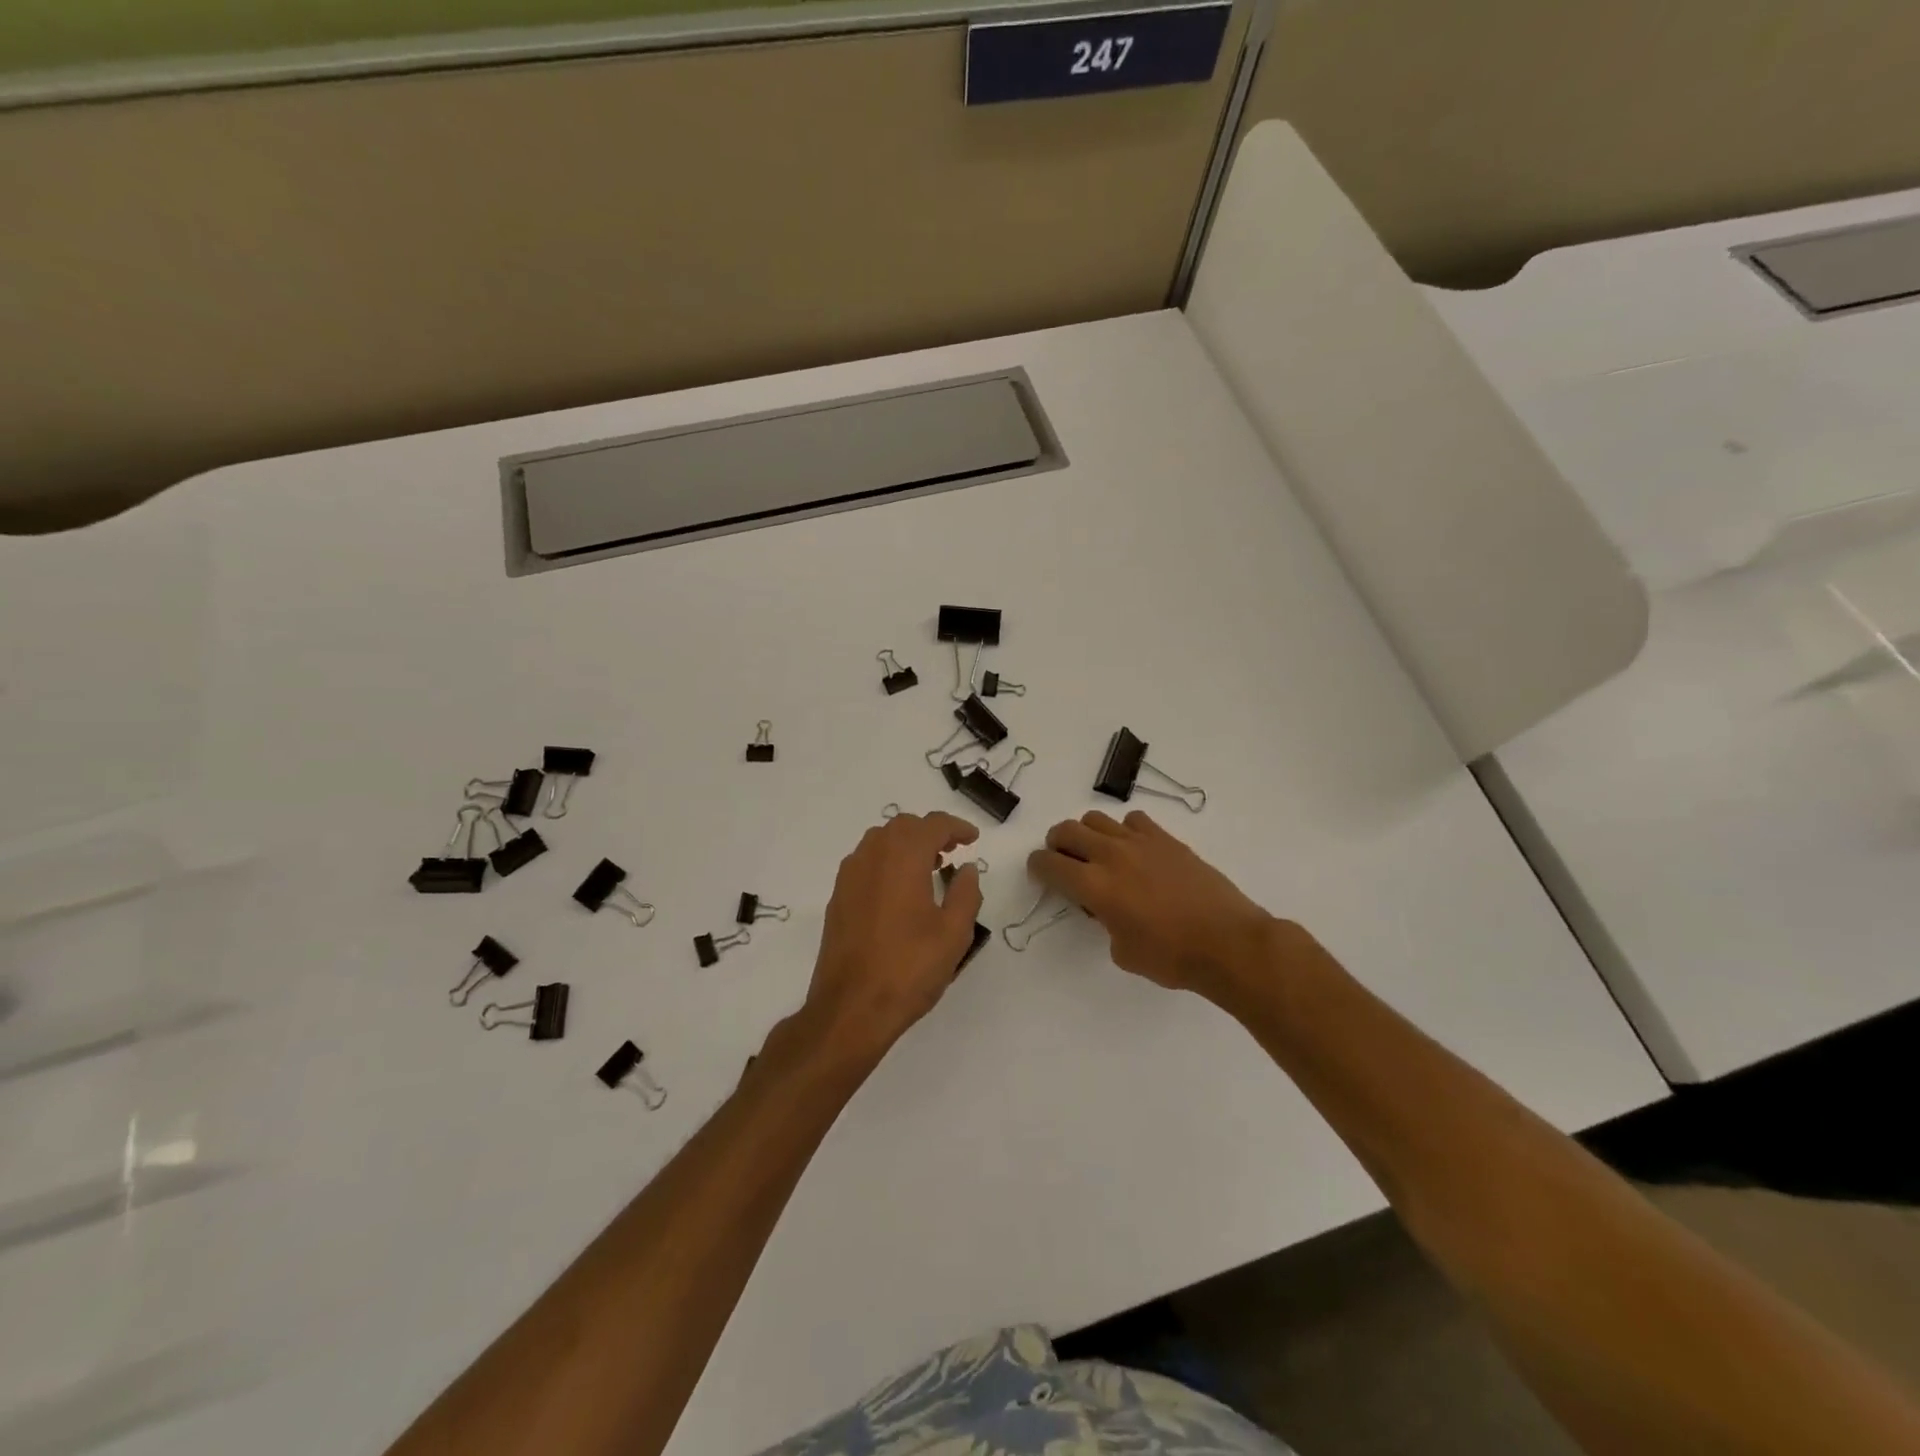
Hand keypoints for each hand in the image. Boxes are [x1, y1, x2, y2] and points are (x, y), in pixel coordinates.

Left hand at [800, 811, 984, 1064]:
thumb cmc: (909, 969)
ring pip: (881, 841)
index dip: (956, 827)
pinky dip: (887, 861)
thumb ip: (966, 893)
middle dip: (930, 832)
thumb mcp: (954, 933)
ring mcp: (850, 876)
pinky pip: (866, 862)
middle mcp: (872, 856)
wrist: (851, 1007)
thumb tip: (967, 869)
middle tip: (953, 852)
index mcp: (903, 857)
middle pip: (903, 826)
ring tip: (929, 868)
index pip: (932, 825)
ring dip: (907, 845)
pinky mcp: (838, 897)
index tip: (972, 839)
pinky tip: (900, 890)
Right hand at [1027, 810, 1274, 997]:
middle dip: (1056, 845)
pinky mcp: (1166, 839)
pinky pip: (1133, 821)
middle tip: (1063, 862)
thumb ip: (1104, 921)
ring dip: (1088, 834)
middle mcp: (1111, 855)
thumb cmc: (1171, 957)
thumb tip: (1106, 907)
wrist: (1227, 942)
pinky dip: (1124, 831)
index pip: (1049, 864)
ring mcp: (1140, 842)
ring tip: (1098, 854)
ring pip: (1096, 819)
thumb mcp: (1122, 951)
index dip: (1037, 868)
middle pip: (1066, 831)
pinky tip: (1134, 851)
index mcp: (1094, 885)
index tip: (1040, 875)